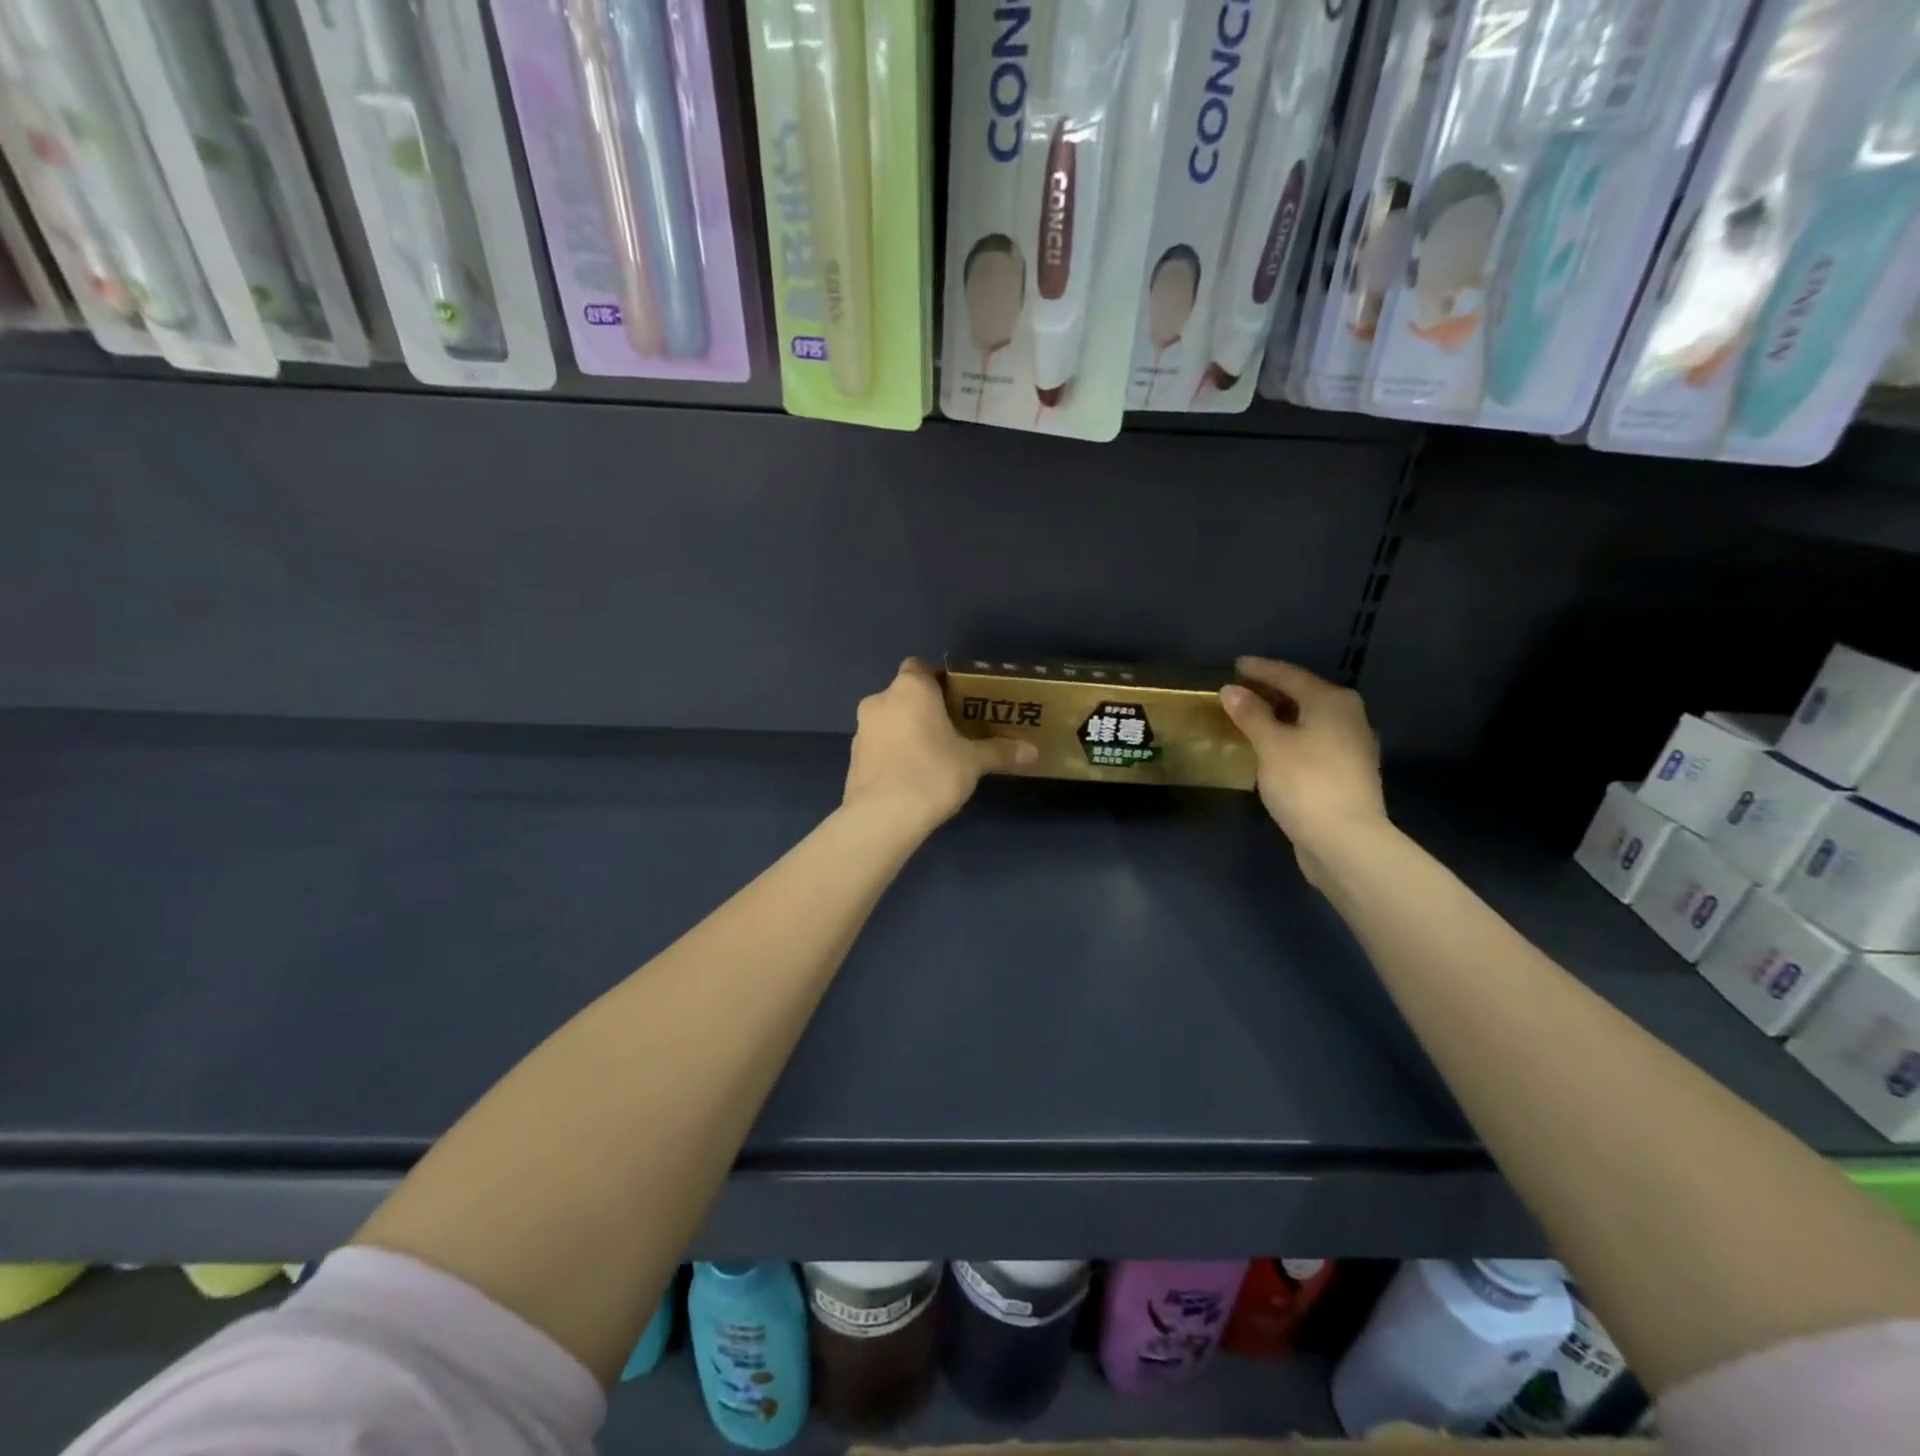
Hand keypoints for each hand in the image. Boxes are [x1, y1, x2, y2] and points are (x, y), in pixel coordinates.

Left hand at [844, 659, 1036, 831]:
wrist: (882, 816)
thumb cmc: (932, 773)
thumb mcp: (973, 762)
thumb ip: (1000, 752)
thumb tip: (1032, 752)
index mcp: (910, 689)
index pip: (920, 667)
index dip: (938, 680)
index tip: (957, 700)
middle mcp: (880, 701)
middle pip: (904, 695)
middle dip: (924, 710)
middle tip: (951, 731)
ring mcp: (861, 731)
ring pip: (889, 722)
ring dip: (906, 732)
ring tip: (932, 758)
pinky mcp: (853, 759)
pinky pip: (878, 747)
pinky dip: (892, 755)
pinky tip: (911, 778)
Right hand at [1219, 656, 1388, 883]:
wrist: (1345, 841)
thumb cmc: (1306, 783)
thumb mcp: (1271, 745)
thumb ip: (1250, 714)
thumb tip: (1231, 689)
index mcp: (1332, 702)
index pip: (1290, 675)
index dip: (1261, 669)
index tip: (1236, 665)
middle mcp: (1348, 717)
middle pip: (1304, 696)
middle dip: (1272, 692)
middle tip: (1240, 690)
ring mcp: (1351, 746)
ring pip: (1309, 721)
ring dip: (1280, 717)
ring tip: (1251, 718)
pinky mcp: (1346, 773)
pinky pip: (1312, 742)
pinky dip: (1290, 738)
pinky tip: (1271, 748)